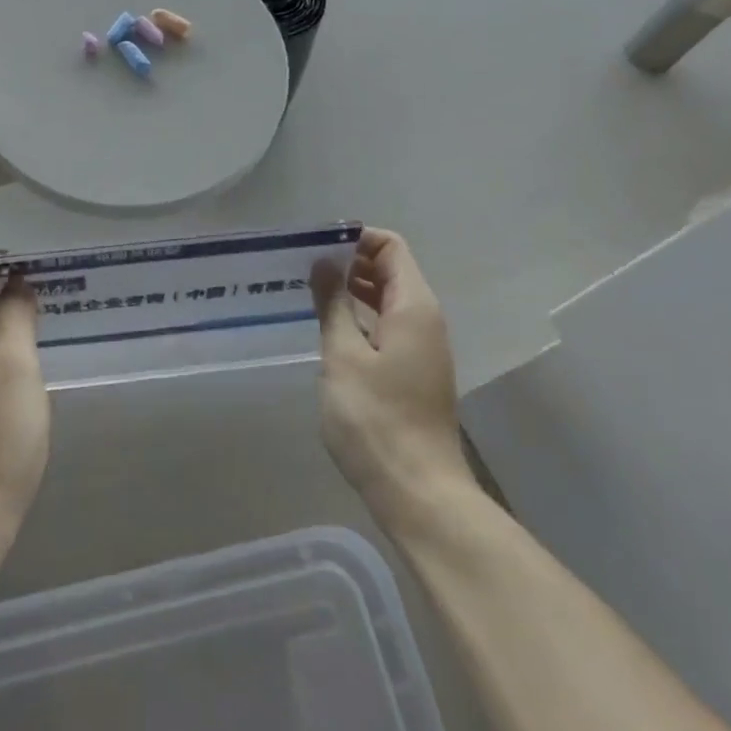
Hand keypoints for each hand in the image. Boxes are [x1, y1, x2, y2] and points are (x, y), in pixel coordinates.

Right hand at [313, 228, 471, 530]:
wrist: (418, 492)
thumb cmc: (376, 418)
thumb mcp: (343, 355)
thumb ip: (332, 303)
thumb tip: (323, 262)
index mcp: (413, 306)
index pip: (391, 247)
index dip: (356, 238)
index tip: (317, 246)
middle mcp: (424, 320)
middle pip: (391, 270)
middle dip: (351, 261)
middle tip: (306, 267)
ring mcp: (422, 348)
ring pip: (388, 299)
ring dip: (353, 290)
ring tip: (311, 293)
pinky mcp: (414, 372)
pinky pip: (388, 325)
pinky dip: (361, 316)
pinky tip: (331, 329)